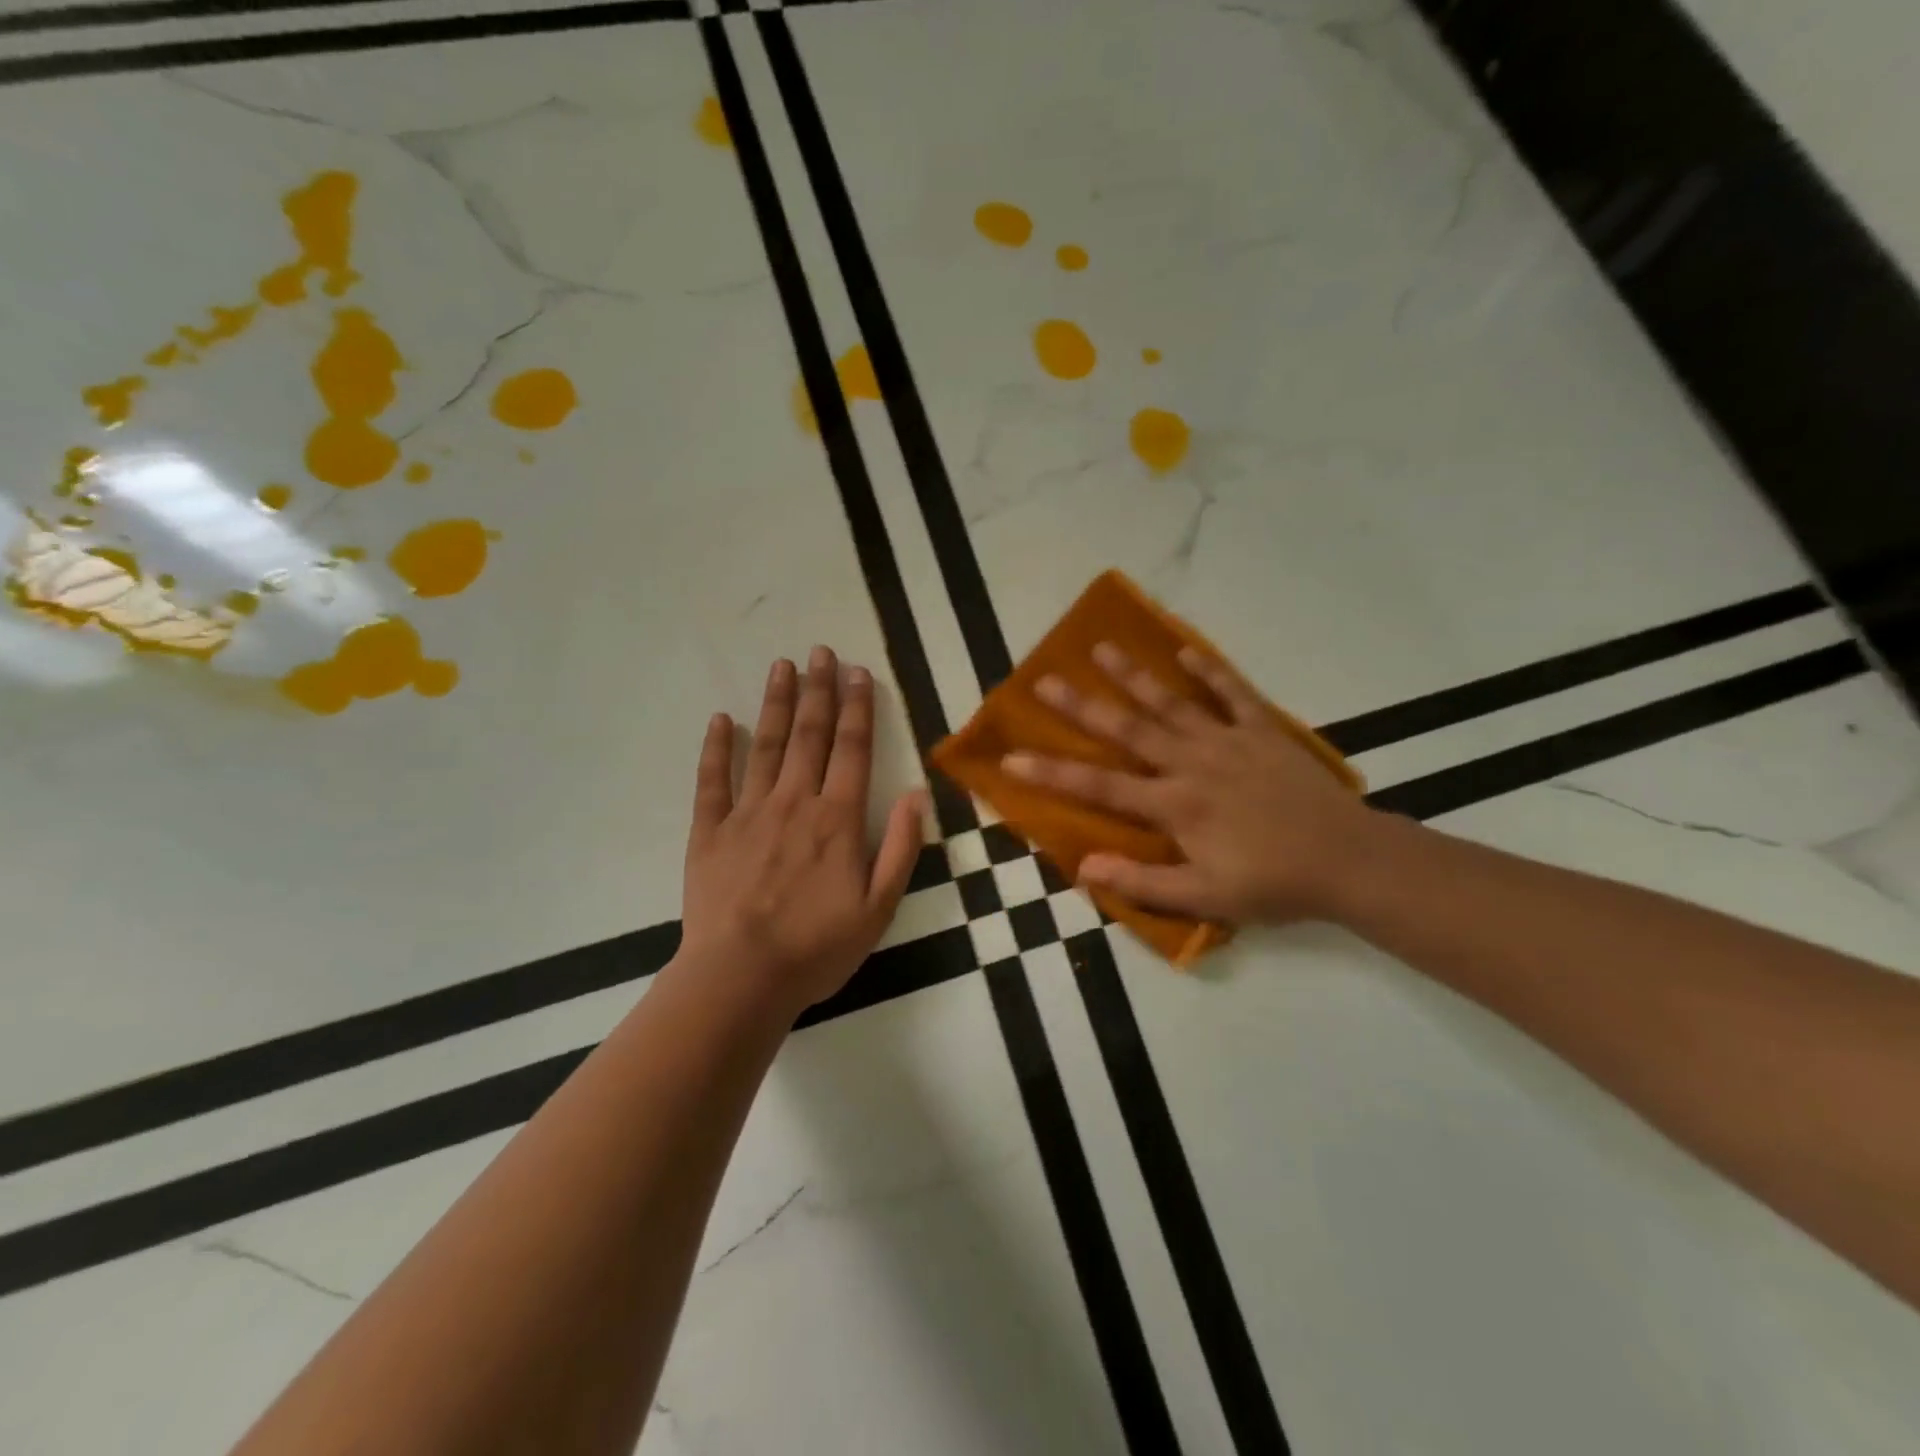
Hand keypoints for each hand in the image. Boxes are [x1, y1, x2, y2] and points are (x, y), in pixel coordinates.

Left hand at [679, 646, 924, 1013]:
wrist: (741, 978)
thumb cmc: (818, 947)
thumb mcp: (879, 907)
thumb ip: (899, 847)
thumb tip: (917, 794)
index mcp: (837, 819)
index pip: (853, 750)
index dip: (858, 708)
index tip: (858, 672)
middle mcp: (794, 802)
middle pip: (809, 735)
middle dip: (818, 690)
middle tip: (820, 651)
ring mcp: (748, 813)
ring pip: (764, 746)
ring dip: (775, 703)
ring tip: (782, 666)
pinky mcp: (709, 832)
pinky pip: (711, 781)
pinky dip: (716, 749)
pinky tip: (720, 720)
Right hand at [1004, 642, 1380, 924]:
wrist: (1349, 860)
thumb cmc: (1273, 884)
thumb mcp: (1205, 898)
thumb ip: (1143, 881)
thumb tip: (1084, 867)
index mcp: (1174, 806)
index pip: (1099, 787)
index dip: (1051, 774)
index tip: (1011, 758)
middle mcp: (1192, 764)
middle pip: (1127, 730)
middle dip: (1081, 707)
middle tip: (1044, 680)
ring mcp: (1228, 741)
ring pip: (1171, 703)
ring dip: (1134, 675)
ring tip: (1100, 647)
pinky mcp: (1263, 731)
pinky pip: (1233, 693)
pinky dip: (1209, 671)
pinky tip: (1185, 650)